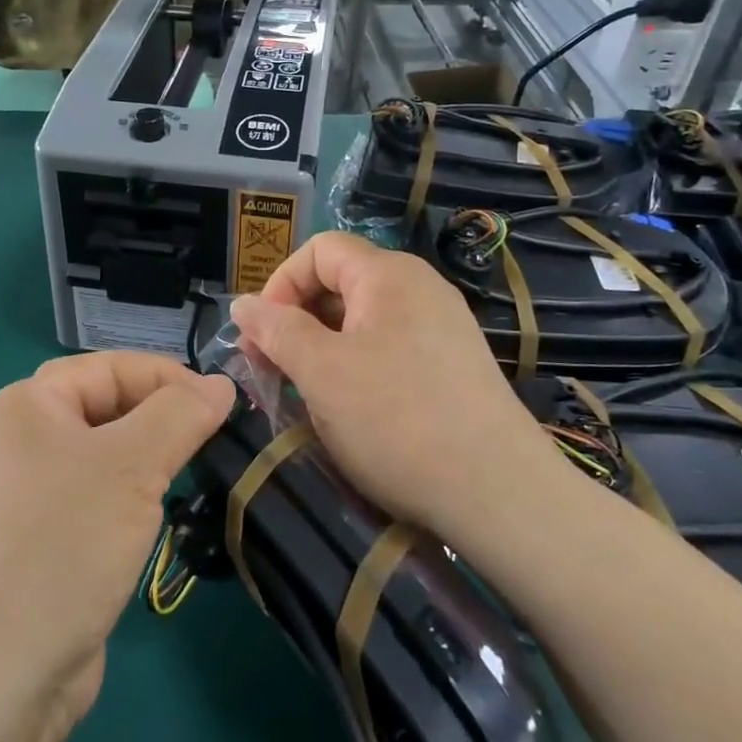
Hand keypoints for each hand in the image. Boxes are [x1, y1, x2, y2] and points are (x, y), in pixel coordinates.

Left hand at [0, 353, 233, 726]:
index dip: (167, 377)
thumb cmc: (62, 544)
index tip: (222, 403)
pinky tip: (156, 519)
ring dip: (149, 461)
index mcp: (24, 407)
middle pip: (105, 408)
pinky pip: (97, 499)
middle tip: (214, 439)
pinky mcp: (42, 543)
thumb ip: (180, 415)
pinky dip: (132, 500)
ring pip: (105, 457)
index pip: (108, 368)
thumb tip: (220, 384)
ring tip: (191, 474)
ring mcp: (27, 497)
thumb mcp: (132, 466)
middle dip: (160, 418)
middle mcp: (20, 443)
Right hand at [230, 232, 551, 535]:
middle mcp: (420, 288)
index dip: (280, 283)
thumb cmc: (396, 419)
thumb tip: (243, 304)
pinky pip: (391, 347)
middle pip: (341, 283)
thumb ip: (277, 331)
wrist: (498, 491)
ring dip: (324, 348)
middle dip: (297, 320)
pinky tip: (351, 409)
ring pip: (364, 321)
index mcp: (388, 274)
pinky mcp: (454, 364)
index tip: (261, 335)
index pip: (319, 250)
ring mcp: (442, 327)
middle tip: (272, 370)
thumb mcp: (321, 372)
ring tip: (306, 394)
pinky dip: (358, 366)